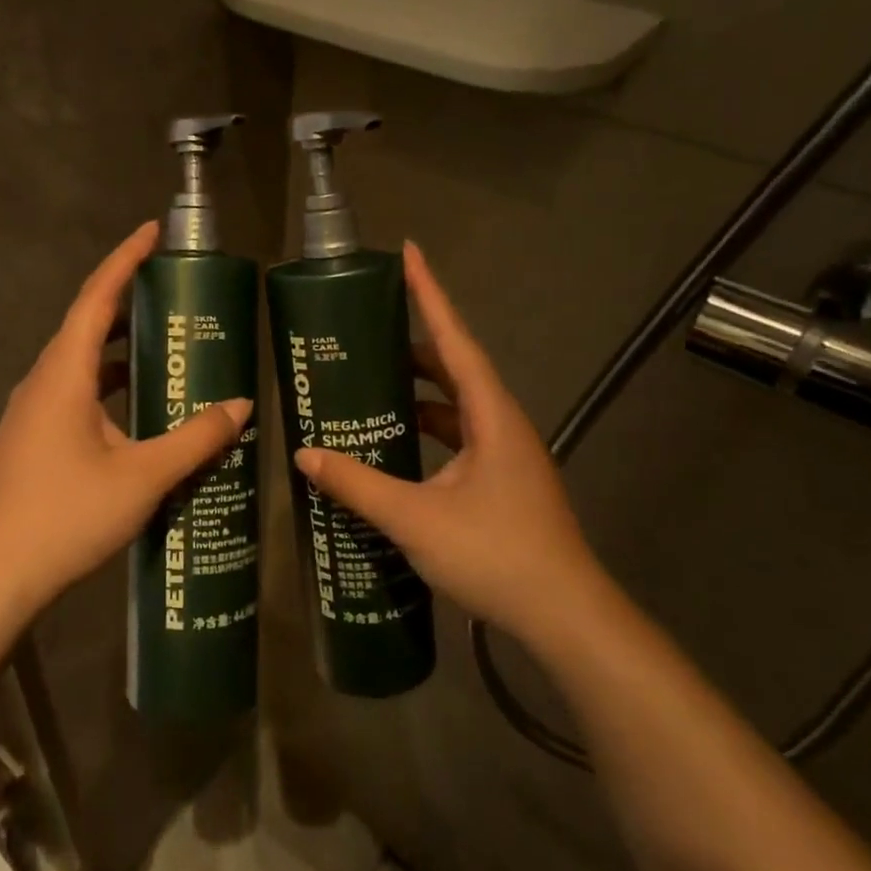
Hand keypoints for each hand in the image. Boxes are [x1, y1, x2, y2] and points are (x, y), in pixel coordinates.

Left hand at [0, 222, 251, 620]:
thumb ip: (194, 439)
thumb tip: (241, 407)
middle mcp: (43, 382)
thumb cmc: (65, 517)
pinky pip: (75, 392)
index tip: (153, 230)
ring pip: (81, 362)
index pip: (96, 298)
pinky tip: (139, 409)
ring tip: (167, 344)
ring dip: (121, 348)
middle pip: (87, 324)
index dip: (125, 259)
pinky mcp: (31, 439)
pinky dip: (109, 385)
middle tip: (176, 292)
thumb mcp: (142, 477)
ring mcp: (32, 412)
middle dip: (129, 301)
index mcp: (64, 374)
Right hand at [293, 242, 602, 647]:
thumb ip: (358, 485)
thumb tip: (306, 457)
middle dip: (414, 345)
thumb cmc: (496, 555)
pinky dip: (427, 431)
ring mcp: (506, 455)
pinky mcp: (502, 482)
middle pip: (455, 368)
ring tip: (371, 385)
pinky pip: (459, 439)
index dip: (431, 294)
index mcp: (492, 416)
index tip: (409, 252)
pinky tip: (395, 446)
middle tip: (367, 332)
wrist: (565, 618)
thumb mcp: (415, 519)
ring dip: (419, 393)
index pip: (456, 339)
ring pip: (457, 406)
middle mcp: (503, 424)